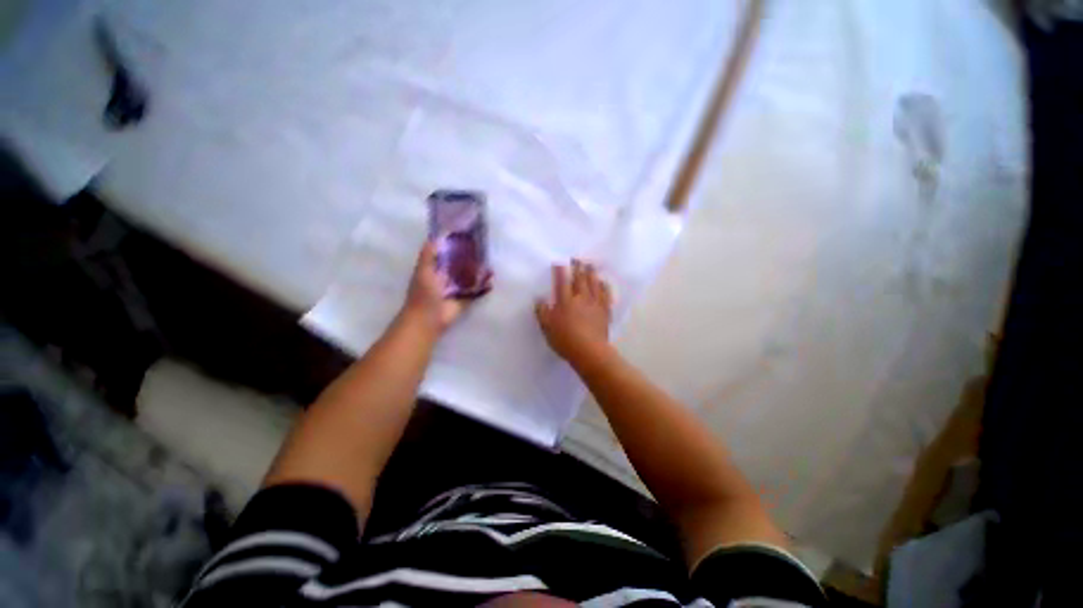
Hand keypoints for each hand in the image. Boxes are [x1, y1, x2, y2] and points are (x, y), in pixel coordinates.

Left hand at [401, 241, 488, 333]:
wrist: (428, 319)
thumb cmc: (424, 294)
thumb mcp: (423, 270)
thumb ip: (428, 254)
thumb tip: (437, 236)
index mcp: (434, 269)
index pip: (446, 255)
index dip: (455, 247)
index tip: (467, 238)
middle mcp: (446, 278)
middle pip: (460, 266)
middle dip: (471, 260)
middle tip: (484, 252)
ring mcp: (456, 290)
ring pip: (470, 279)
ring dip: (479, 274)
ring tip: (491, 267)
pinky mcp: (464, 300)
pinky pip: (476, 292)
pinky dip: (483, 288)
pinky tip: (491, 283)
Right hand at [535, 259, 613, 362]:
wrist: (589, 351)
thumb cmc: (565, 340)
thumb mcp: (547, 327)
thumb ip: (542, 312)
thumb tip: (539, 299)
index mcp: (565, 301)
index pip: (562, 281)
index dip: (560, 269)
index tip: (560, 261)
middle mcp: (581, 298)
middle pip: (580, 278)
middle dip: (578, 266)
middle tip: (577, 258)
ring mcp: (595, 303)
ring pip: (594, 283)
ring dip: (591, 272)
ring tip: (590, 265)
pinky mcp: (604, 311)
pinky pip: (605, 294)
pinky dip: (604, 286)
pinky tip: (603, 282)